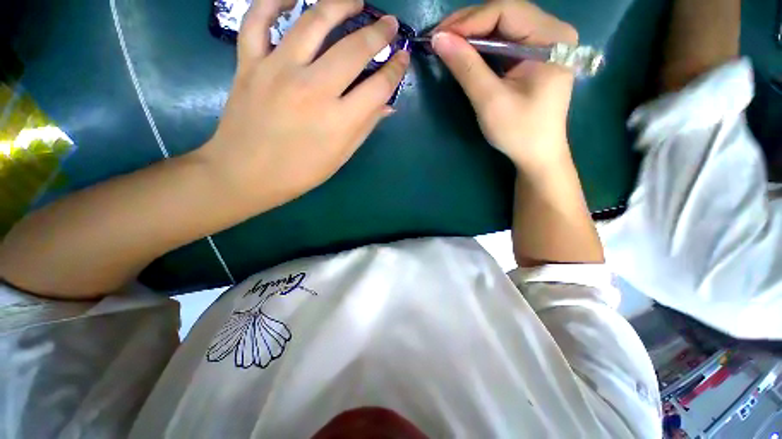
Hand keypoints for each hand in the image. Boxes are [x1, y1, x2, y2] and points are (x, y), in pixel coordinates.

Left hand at [200, 0, 408, 206]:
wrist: (246, 174)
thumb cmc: (300, 172)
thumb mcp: (340, 156)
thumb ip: (365, 126)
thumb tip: (388, 105)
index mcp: (339, 120)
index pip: (379, 86)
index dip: (396, 69)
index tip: (403, 58)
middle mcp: (313, 88)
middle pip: (354, 49)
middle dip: (379, 33)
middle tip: (390, 24)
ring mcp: (278, 70)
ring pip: (313, 21)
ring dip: (340, 4)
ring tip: (355, 0)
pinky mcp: (249, 63)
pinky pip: (258, 19)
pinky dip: (274, 0)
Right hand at [432, 1, 577, 171]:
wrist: (537, 155)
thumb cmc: (519, 132)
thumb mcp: (490, 101)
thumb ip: (466, 67)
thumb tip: (438, 39)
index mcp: (551, 38)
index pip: (506, 11)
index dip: (469, 20)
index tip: (438, 36)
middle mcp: (551, 32)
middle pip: (505, 14)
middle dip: (468, 25)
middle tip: (438, 39)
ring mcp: (543, 42)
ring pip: (502, 25)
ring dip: (471, 34)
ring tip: (446, 44)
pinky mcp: (533, 55)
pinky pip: (504, 41)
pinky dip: (480, 45)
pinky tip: (464, 52)